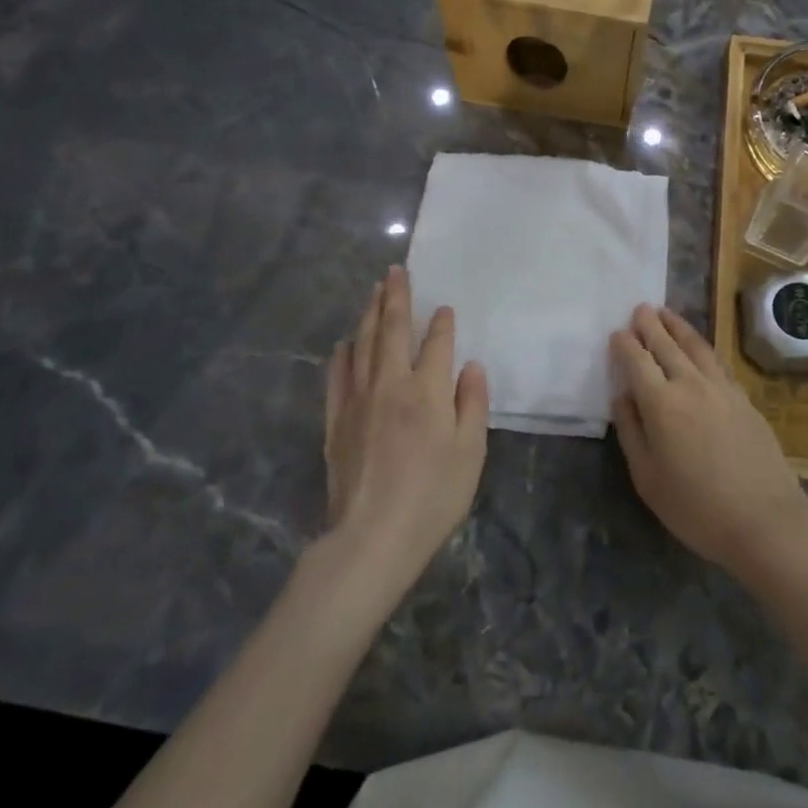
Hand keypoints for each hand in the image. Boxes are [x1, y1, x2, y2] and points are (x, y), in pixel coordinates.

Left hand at [323, 266, 488, 595]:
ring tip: (374, 291)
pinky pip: (338, 376)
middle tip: (396, 271)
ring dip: (369, 314)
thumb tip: (469, 366)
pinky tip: (345, 342)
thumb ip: (472, 403)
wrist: (372, 536)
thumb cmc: (433, 496)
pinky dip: (343, 354)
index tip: (445, 309)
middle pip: (392, 330)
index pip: (437, 343)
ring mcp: (358, 400)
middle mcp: (391, 384)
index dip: (442, 323)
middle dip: (396, 297)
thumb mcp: (471, 452)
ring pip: (363, 344)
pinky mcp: (335, 420)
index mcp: (428, 391)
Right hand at [610, 305, 807, 578]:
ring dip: (677, 326)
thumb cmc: (695, 507)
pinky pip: (716, 360)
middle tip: (640, 308)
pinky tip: (698, 345)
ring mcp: (721, 388)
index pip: (637, 361)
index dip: (625, 345)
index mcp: (661, 404)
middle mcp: (690, 385)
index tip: (617, 333)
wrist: (764, 518)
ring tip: (666, 312)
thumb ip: (631, 430)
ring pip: (695, 346)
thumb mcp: (647, 478)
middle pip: (666, 345)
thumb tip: (622, 395)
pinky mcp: (743, 397)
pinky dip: (701, 345)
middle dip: (650, 325)